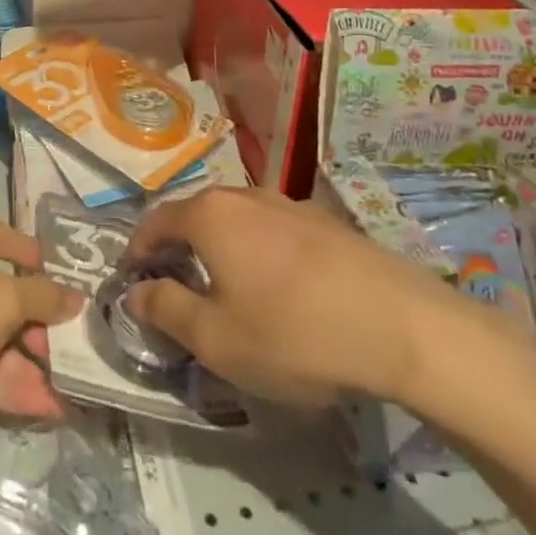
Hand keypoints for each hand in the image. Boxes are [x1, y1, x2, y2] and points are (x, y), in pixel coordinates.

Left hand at [0, 211, 82, 422]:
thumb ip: (41, 299)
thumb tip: (75, 297)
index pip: (0, 236)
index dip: (33, 259)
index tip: (65, 284)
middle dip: (34, 326)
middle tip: (69, 352)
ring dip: (24, 363)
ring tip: (66, 392)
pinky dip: (1, 383)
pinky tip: (40, 408)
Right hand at [125, 187, 502, 408]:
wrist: (403, 326)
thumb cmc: (293, 333)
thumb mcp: (217, 338)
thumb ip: (166, 309)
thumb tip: (135, 292)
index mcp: (209, 215)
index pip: (156, 221)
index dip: (138, 249)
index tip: (132, 278)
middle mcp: (244, 196)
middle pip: (196, 215)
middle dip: (179, 248)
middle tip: (176, 286)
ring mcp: (289, 204)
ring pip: (237, 221)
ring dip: (221, 249)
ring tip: (227, 289)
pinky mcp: (325, 222)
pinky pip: (273, 231)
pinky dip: (259, 252)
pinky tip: (279, 290)